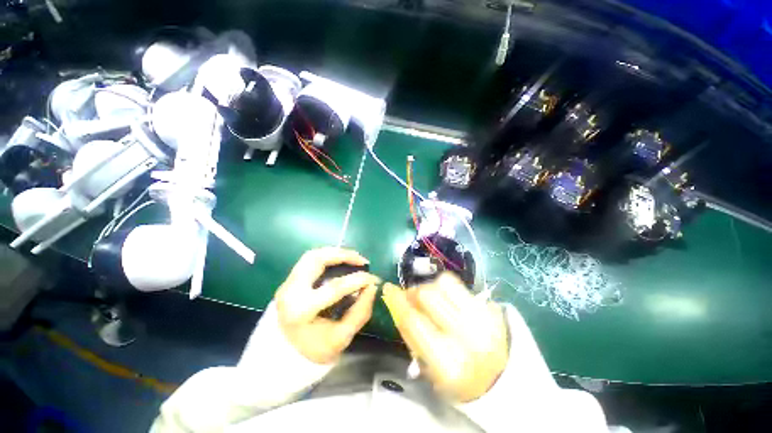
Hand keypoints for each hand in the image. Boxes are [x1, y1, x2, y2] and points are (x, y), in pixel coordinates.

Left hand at [276, 247, 380, 364]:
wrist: (283, 355)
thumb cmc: (314, 349)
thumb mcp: (342, 337)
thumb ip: (360, 311)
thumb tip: (372, 287)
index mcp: (301, 310)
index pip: (334, 288)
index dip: (357, 280)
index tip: (374, 279)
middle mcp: (291, 291)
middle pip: (317, 260)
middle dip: (343, 255)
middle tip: (362, 261)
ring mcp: (287, 283)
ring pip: (312, 255)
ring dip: (335, 252)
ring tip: (353, 257)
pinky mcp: (289, 280)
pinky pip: (309, 260)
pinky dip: (327, 256)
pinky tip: (340, 260)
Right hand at [383, 272, 508, 402]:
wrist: (499, 377)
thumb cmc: (457, 378)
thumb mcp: (428, 367)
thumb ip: (410, 334)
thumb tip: (396, 302)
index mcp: (447, 364)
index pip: (413, 321)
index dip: (397, 301)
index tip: (389, 289)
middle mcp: (466, 338)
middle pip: (428, 295)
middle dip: (414, 291)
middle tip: (411, 295)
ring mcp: (481, 319)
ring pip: (443, 283)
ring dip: (429, 286)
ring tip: (429, 296)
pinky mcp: (489, 307)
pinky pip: (458, 283)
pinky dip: (444, 285)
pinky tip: (444, 296)